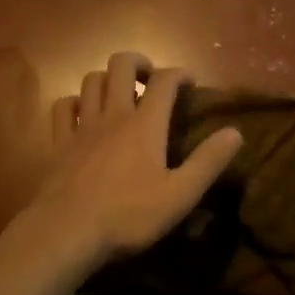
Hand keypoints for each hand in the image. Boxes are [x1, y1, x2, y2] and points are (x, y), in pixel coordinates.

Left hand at [17, 52, 243, 272]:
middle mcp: (113, 115)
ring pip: (91, 80)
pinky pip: (63, 106)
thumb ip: (208, 162)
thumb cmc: (129, 216)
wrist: (67, 232)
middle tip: (150, 79)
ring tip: (119, 94)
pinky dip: (74, 102)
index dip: (179, 74)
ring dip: (108, 79)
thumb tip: (235, 132)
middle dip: (139, 62)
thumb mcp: (180, 195)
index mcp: (145, 124)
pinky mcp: (58, 142)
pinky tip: (82, 114)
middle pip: (121, 65)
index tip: (190, 83)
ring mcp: (82, 126)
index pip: (164, 80)